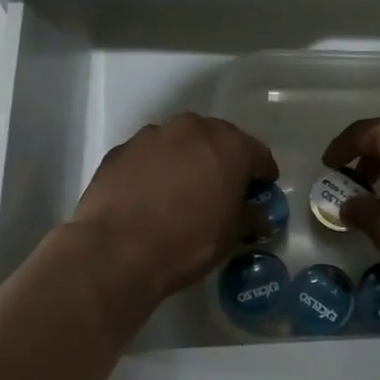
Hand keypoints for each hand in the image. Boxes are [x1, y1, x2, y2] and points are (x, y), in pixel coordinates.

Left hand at [68, 114, 277, 303]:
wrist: (116, 250)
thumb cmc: (187, 242)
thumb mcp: (231, 236)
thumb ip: (250, 217)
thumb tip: (259, 214)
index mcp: (229, 145)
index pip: (258, 154)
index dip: (263, 174)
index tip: (262, 189)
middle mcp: (192, 129)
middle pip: (218, 140)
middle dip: (223, 161)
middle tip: (222, 189)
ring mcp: (153, 135)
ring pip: (180, 143)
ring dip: (187, 160)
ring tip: (183, 191)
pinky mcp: (121, 149)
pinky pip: (149, 155)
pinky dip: (156, 168)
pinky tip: (151, 195)